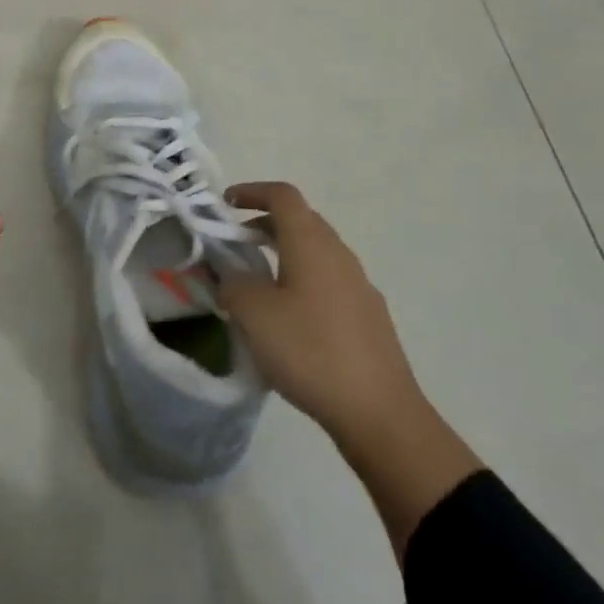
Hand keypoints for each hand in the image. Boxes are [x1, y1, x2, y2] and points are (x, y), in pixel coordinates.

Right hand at [220, 182, 479, 560]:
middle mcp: (339, 255)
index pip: (283, 196)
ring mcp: (359, 285)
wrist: (379, 412)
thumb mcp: (254, 315)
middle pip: (301, 221)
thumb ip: (233, 285)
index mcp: (311, 244)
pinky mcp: (368, 315)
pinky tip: (289, 319)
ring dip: (284, 254)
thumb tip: (232, 277)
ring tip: (257, 284)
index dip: (252, 191)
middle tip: (235, 245)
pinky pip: (328, 281)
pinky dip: (302, 281)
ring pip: (316, 252)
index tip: (225, 204)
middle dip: (265, 224)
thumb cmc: (309, 351)